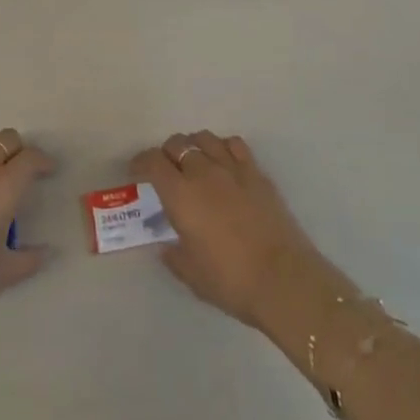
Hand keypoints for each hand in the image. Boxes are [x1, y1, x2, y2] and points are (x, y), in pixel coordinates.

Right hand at [131, 132, 331, 332]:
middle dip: (166, 153)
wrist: (282, 280)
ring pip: (205, 138)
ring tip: (194, 161)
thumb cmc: (230, 281)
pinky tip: (223, 161)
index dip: (141, 161)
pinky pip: (234, 145)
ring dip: (193, 146)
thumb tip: (166, 247)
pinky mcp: (256, 173)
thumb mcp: (192, 275)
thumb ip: (174, 256)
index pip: (153, 162)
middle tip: (166, 169)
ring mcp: (232, 169)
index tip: (136, 170)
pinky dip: (222, 147)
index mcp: (180, 195)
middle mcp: (203, 172)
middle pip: (178, 144)